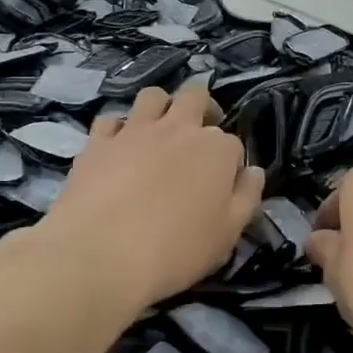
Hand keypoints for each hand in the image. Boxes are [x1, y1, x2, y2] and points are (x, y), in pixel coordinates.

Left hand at [40, 82, 263, 315]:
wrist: (101, 256)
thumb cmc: (176, 250)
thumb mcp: (227, 234)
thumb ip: (246, 197)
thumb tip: (254, 171)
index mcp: (216, 149)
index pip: (232, 142)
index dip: (229, 161)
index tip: (222, 183)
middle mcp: (178, 128)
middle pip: (195, 96)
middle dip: (202, 108)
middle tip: (198, 134)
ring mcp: (135, 130)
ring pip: (153, 96)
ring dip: (161, 107)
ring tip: (158, 131)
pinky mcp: (98, 142)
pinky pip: (110, 120)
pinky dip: (117, 129)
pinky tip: (118, 148)